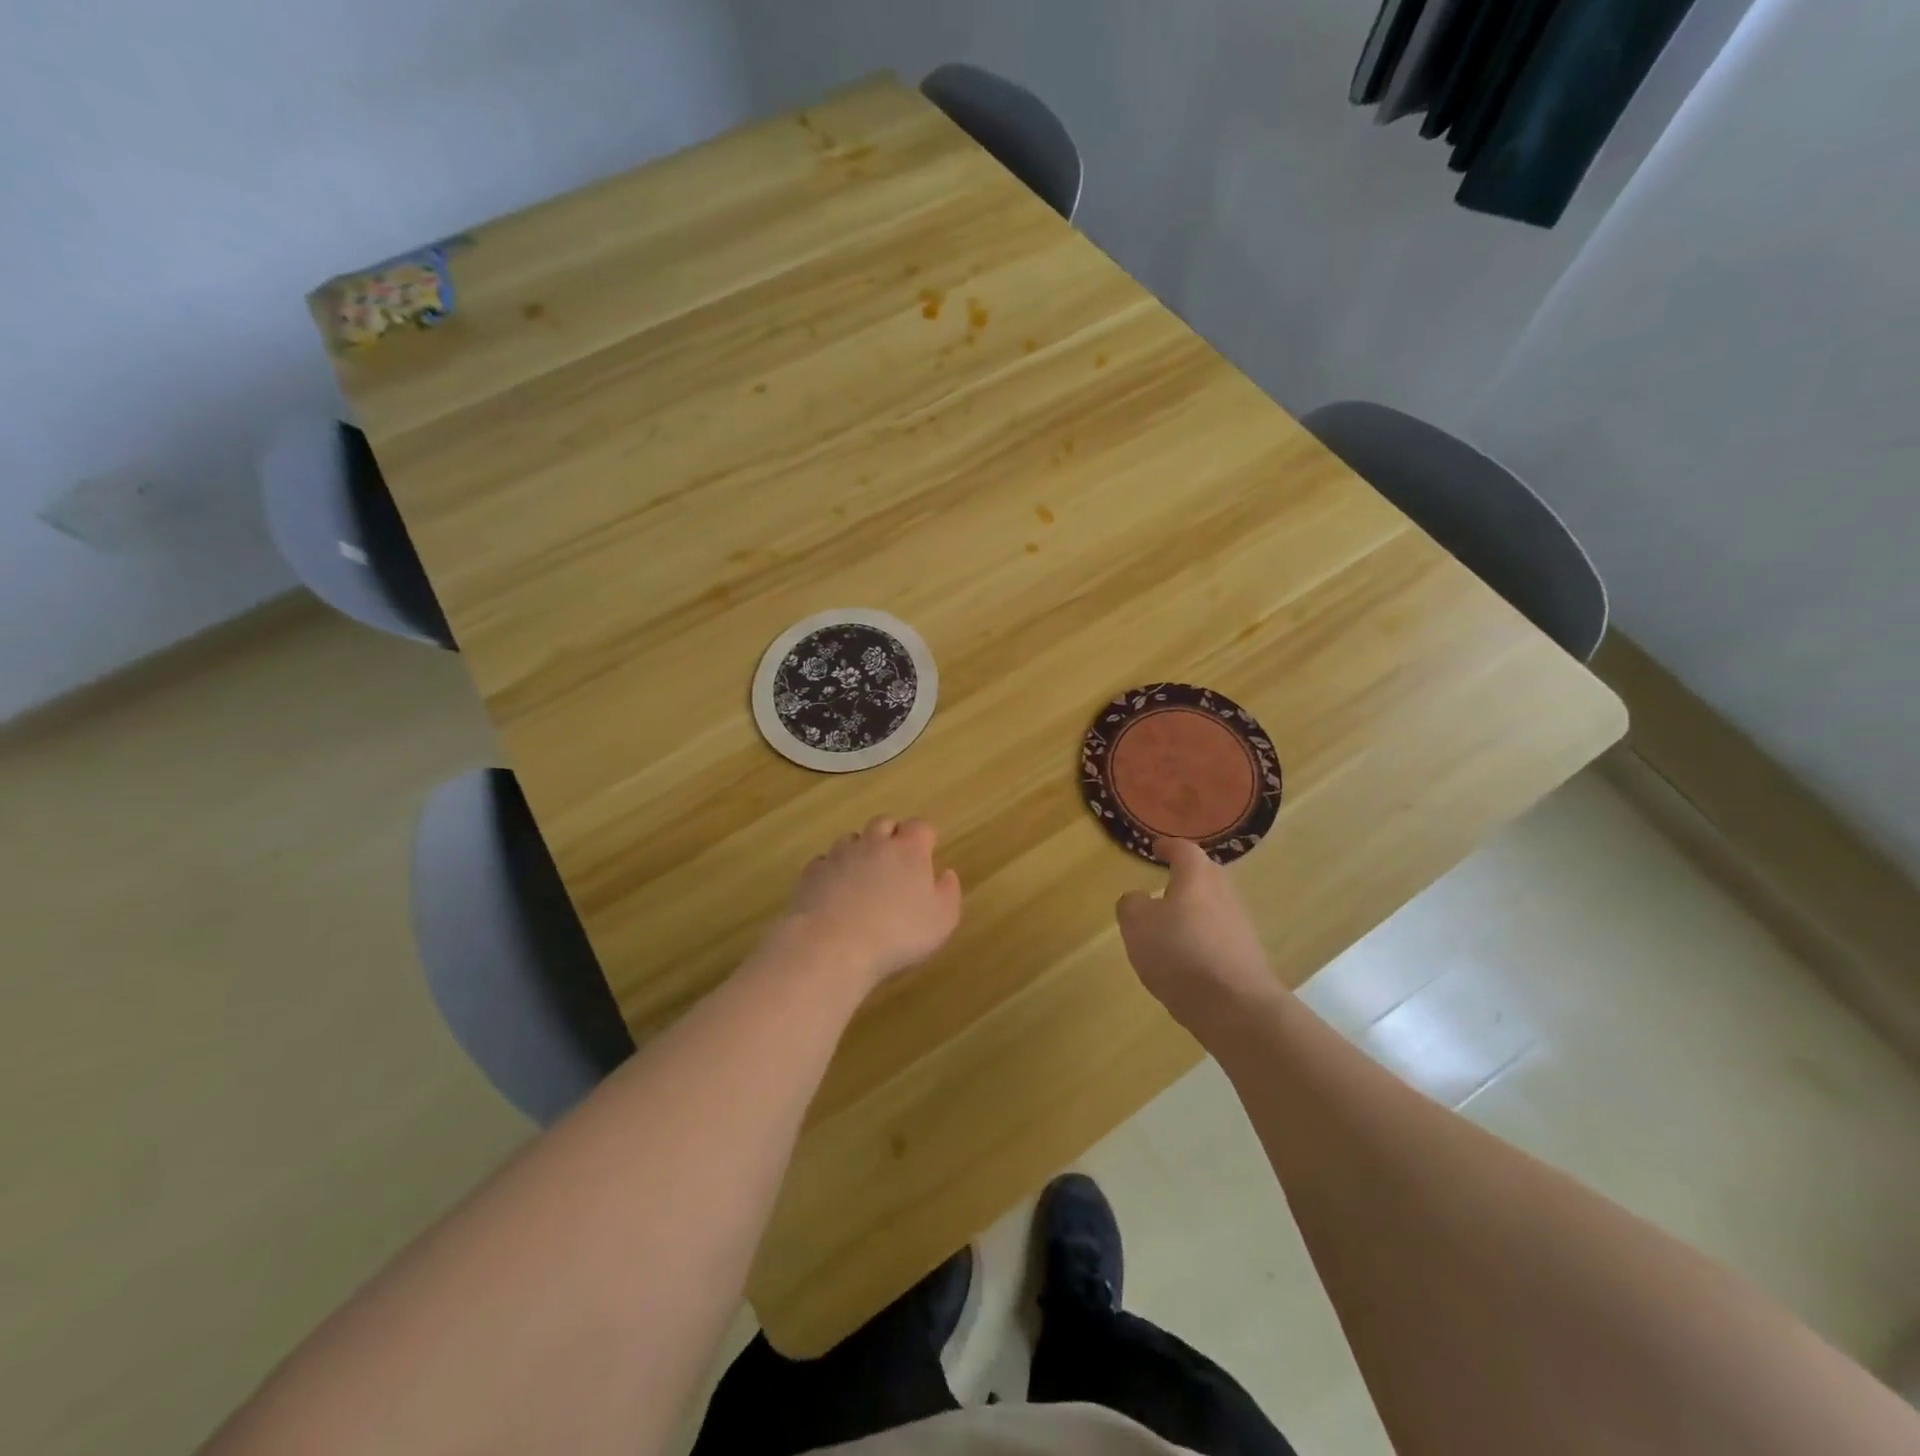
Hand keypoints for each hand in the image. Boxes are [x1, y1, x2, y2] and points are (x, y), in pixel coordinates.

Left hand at [781, 817, 961, 988]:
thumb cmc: (897, 934)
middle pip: (884, 822)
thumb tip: (946, 874)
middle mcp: (873, 842)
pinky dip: (833, 870)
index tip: (927, 852)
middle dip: (892, 835)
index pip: (920, 826)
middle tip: (896, 861)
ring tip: (863, 876)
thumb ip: (948, 893)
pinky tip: (835, 891)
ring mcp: (839, 855)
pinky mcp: (812, 872)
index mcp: (909, 850)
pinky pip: (825, 861)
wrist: (833, 945)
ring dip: (860, 850)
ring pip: (852, 839)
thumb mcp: (941, 921)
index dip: (924, 837)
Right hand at [1116, 839, 1277, 1030]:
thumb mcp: (1137, 924)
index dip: (1168, 847)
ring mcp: (1241, 924)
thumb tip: (1139, 900)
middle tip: (1164, 884)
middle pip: (1205, 875)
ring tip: (1171, 925)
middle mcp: (1224, 892)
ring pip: (1213, 906)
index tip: (1156, 848)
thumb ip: (1132, 904)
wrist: (1235, 1006)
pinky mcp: (1247, 955)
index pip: (1183, 850)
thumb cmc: (1180, 953)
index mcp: (1197, 876)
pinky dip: (1203, 938)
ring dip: (1194, 910)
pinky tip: (1187, 958)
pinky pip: (1219, 935)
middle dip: (1186, 877)